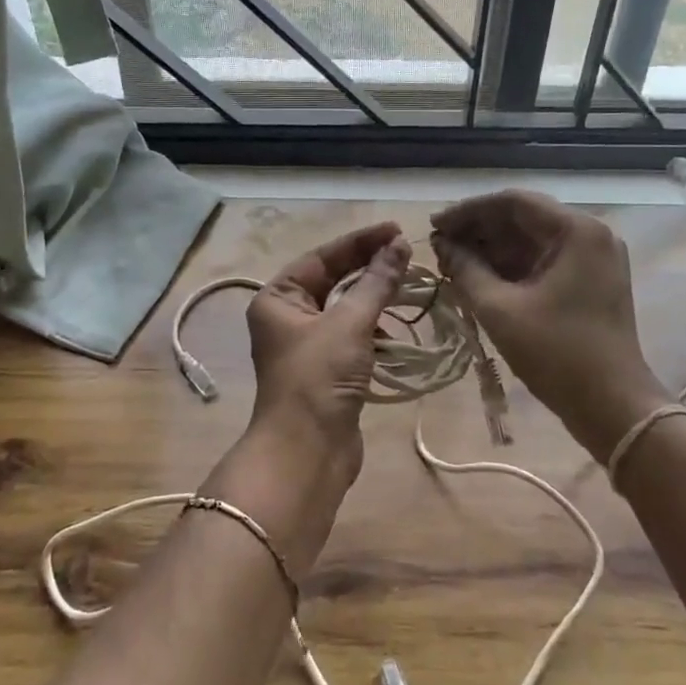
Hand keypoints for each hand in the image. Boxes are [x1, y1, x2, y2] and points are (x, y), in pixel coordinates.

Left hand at [239, 221, 411, 489]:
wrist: (306, 454)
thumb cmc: (318, 378)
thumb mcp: (350, 323)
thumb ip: (376, 282)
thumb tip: (399, 246)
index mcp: (278, 298)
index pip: (322, 257)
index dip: (360, 242)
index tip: (396, 231)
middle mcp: (287, 317)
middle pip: (333, 280)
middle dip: (369, 269)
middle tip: (406, 255)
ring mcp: (306, 346)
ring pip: (345, 310)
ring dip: (373, 300)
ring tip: (407, 289)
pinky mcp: (326, 371)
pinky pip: (352, 338)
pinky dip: (373, 332)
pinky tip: (394, 334)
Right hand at [431, 191, 666, 459]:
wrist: (614, 408)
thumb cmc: (557, 354)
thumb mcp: (499, 309)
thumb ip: (465, 269)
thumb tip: (441, 245)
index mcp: (576, 231)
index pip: (512, 202)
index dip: (468, 211)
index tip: (434, 226)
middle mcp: (590, 234)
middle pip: (523, 219)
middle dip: (478, 232)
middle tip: (439, 247)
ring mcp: (594, 259)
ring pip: (531, 241)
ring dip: (492, 250)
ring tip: (452, 264)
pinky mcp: (591, 282)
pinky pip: (543, 262)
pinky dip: (511, 267)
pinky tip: (479, 278)